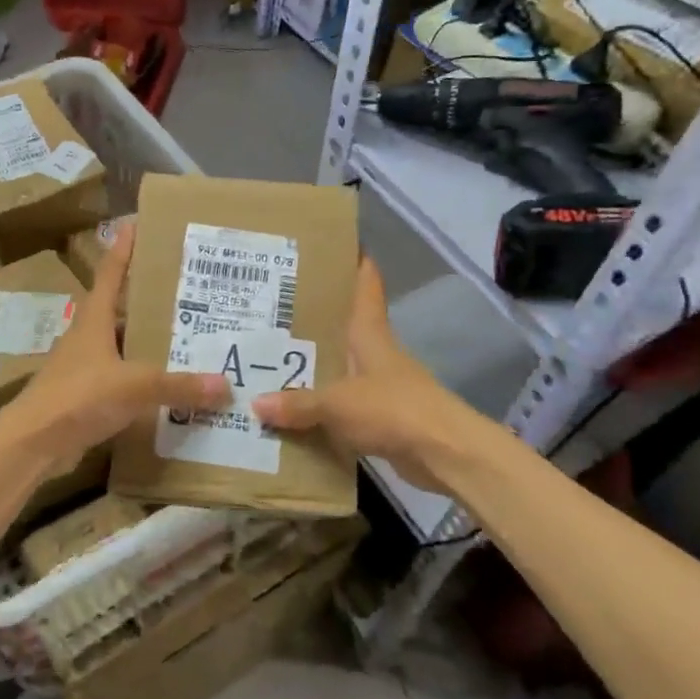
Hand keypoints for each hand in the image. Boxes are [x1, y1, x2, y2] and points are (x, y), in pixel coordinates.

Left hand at [0, 223, 227, 474]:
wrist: (32, 444)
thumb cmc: (78, 397)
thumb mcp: (134, 386)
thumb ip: (179, 385)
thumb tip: (225, 385)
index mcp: (94, 320)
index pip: (112, 274)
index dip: (124, 249)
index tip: (135, 224)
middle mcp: (89, 337)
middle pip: (121, 310)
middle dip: (150, 300)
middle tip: (187, 291)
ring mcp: (85, 367)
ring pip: (124, 346)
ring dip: (149, 343)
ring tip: (188, 339)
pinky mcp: (86, 396)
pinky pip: (123, 379)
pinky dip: (144, 379)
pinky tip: (168, 387)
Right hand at [251, 257, 469, 493]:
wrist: (444, 453)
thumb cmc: (393, 409)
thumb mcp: (337, 402)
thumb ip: (298, 403)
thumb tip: (255, 404)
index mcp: (370, 333)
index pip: (365, 286)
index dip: (355, 262)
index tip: (333, 244)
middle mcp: (376, 353)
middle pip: (346, 326)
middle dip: (315, 318)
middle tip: (273, 307)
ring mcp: (382, 386)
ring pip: (341, 367)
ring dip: (315, 365)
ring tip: (272, 359)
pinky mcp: (382, 418)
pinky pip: (343, 406)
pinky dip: (322, 407)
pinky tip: (294, 411)